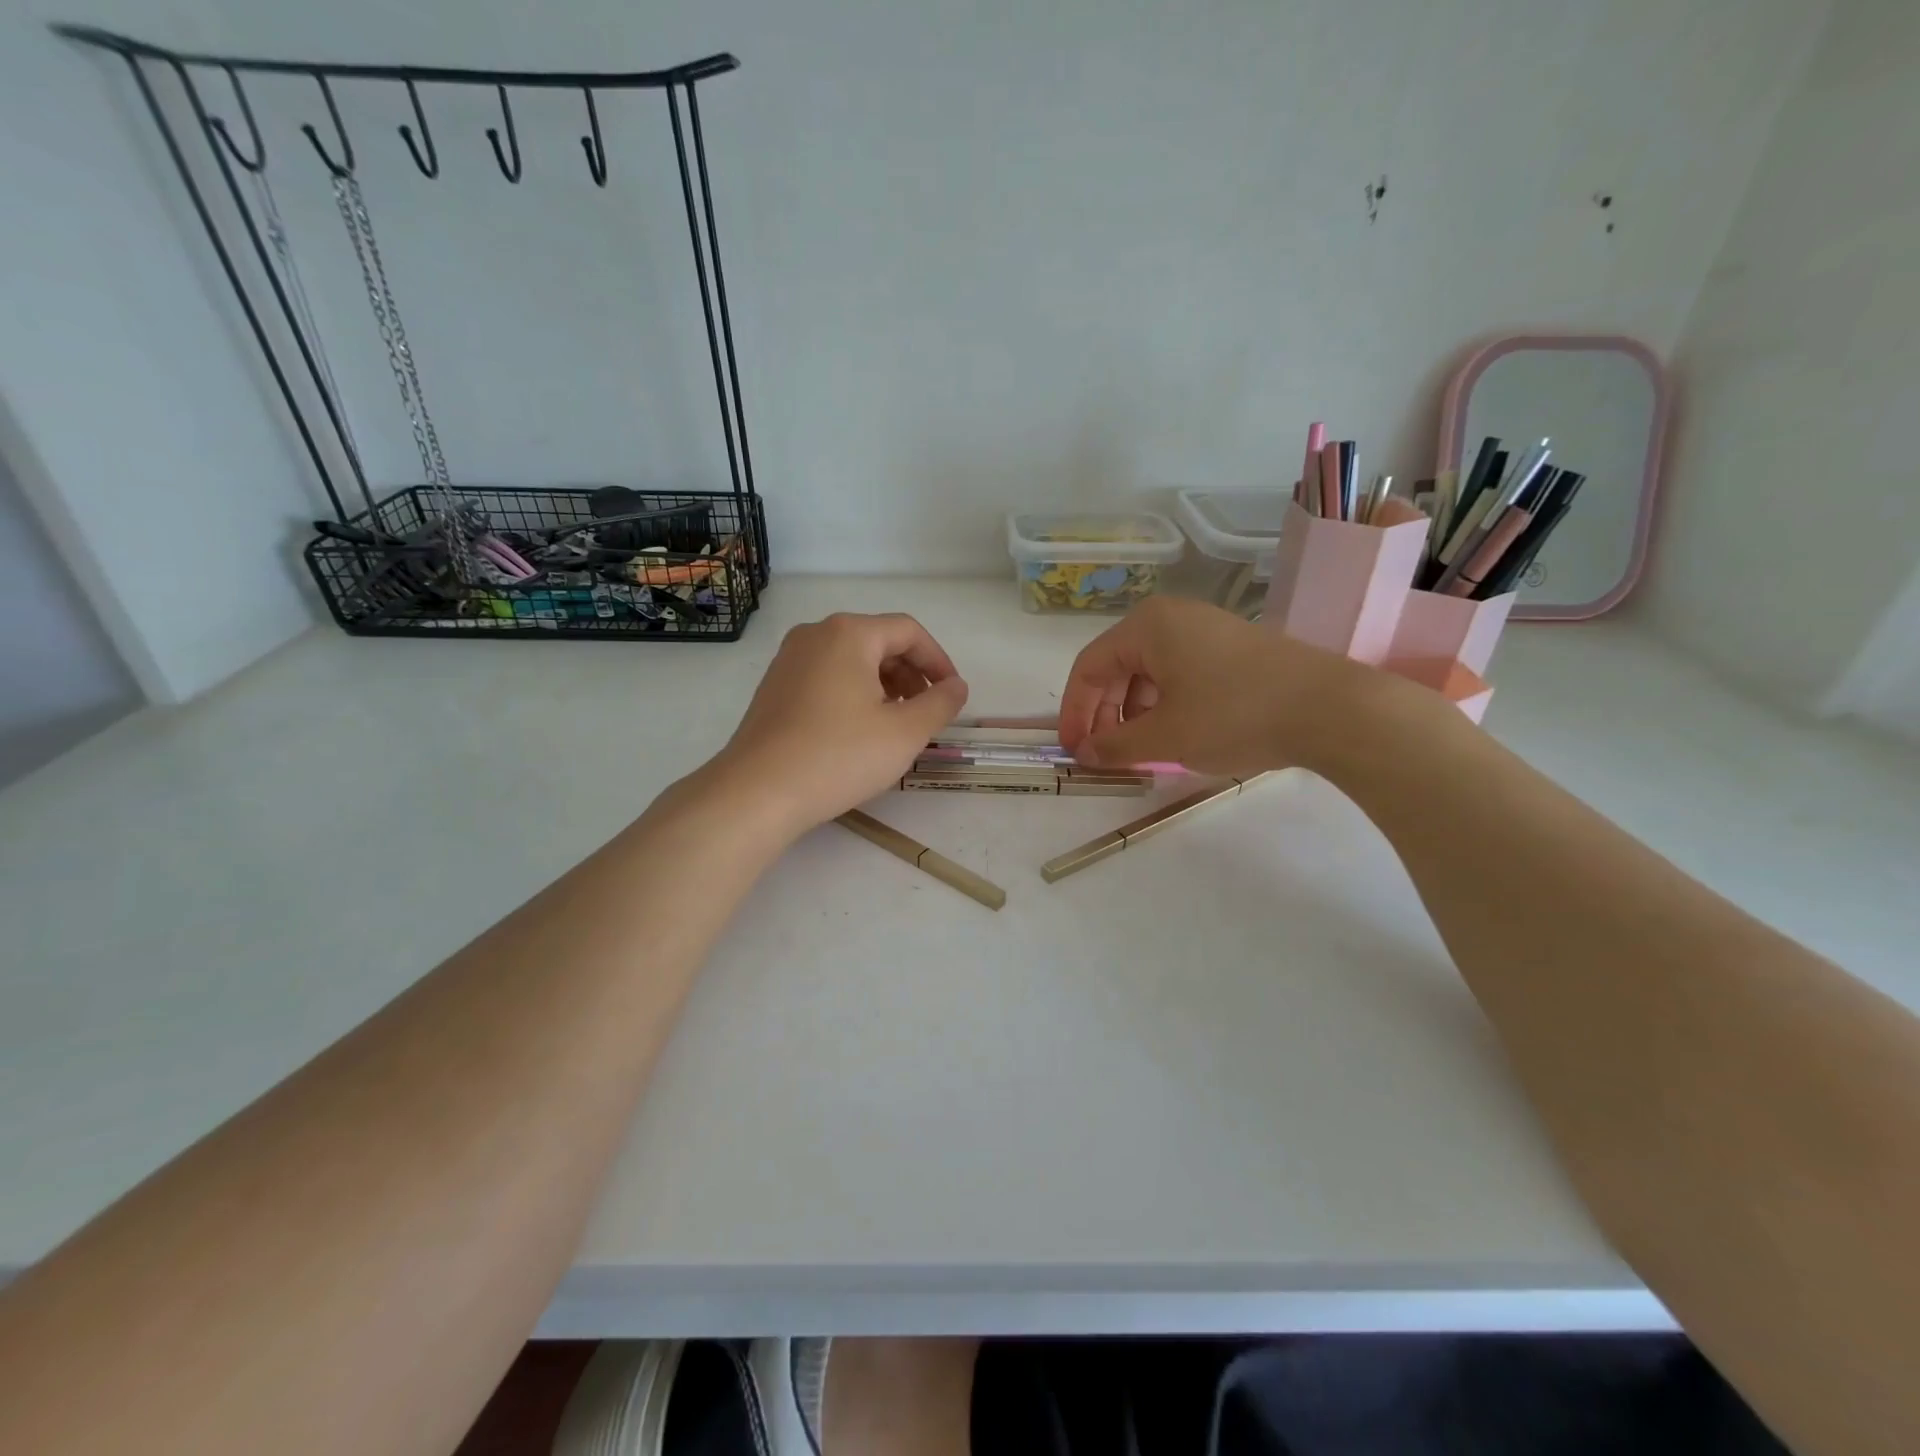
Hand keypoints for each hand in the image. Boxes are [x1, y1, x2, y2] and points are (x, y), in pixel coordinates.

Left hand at [709, 612, 968, 837]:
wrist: (757, 792)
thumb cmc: (839, 756)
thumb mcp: (905, 733)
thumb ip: (940, 703)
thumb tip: (956, 686)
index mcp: (849, 633)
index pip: (908, 631)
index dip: (938, 661)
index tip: (952, 695)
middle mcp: (816, 634)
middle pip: (878, 641)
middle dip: (910, 674)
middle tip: (925, 713)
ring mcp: (789, 659)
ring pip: (851, 660)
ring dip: (884, 686)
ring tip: (895, 726)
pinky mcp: (774, 686)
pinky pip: (826, 677)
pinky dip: (853, 694)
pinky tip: (858, 732)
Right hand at [1058, 596, 1377, 775]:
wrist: (1331, 709)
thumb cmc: (1234, 716)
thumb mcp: (1165, 738)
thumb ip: (1116, 746)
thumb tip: (1086, 753)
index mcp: (1146, 627)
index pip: (1088, 668)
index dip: (1074, 712)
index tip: (1073, 751)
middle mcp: (1171, 617)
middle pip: (1117, 667)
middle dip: (1105, 714)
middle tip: (1104, 754)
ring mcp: (1205, 629)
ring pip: (1149, 672)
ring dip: (1134, 713)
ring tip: (1141, 750)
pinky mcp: (1232, 647)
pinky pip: (1180, 673)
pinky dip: (1165, 705)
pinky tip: (1177, 734)